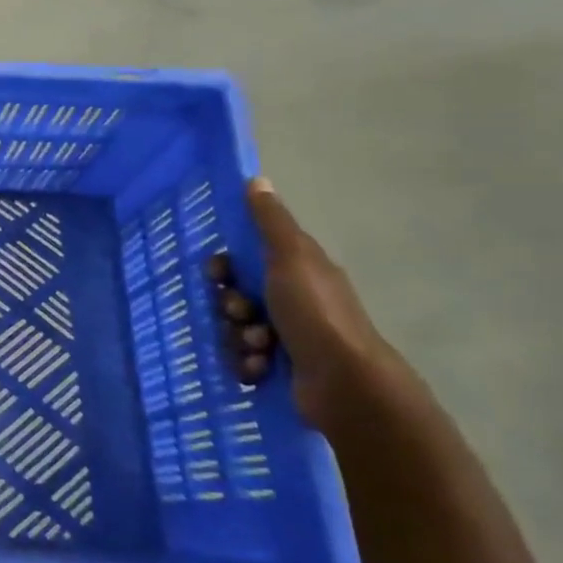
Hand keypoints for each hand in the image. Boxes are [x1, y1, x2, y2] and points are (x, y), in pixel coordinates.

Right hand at [242, 177, 405, 430]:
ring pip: (236, 329)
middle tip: (241, 314)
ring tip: (258, 347)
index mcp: (296, 272)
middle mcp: (292, 302)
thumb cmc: (315, 312)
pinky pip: (243, 360)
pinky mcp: (280, 370)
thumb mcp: (291, 256)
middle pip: (235, 296)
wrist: (344, 383)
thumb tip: (256, 179)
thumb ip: (270, 221)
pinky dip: (247, 364)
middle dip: (230, 306)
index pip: (245, 261)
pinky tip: (259, 368)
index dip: (225, 267)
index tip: (218, 274)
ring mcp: (287, 338)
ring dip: (238, 337)